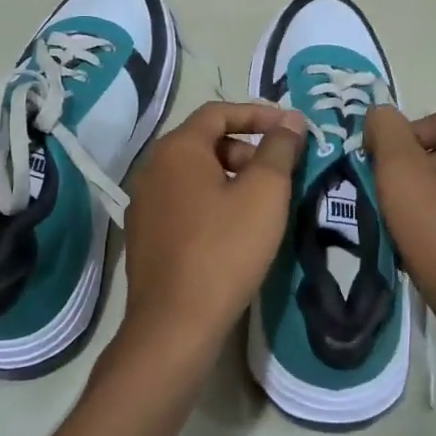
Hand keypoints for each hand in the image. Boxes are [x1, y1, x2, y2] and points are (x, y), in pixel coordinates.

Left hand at [119, 101, 307, 378]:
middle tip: (279, 174)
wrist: (175, 323)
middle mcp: (152, 168)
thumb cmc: (224, 249)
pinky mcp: (144, 235)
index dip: (258, 114)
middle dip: (247, 150)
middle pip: (205, 142)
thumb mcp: (264, 193)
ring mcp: (144, 203)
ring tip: (263, 205)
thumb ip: (279, 149)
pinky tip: (235, 231)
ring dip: (232, 178)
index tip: (291, 129)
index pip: (218, 112)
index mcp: (177, 149)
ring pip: (195, 175)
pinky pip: (184, 202)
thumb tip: (291, 119)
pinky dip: (212, 202)